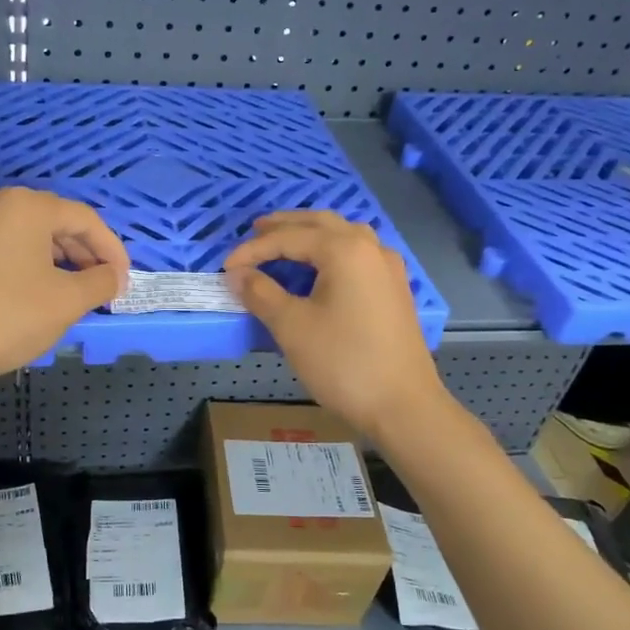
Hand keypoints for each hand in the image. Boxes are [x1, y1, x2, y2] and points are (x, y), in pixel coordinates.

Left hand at [0, 188, 128, 388]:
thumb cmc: (8, 319)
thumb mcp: (68, 302)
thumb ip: (101, 282)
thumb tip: (114, 275)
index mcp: (27, 206)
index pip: (84, 220)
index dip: (111, 249)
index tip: (123, 280)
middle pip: (53, 221)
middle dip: (83, 252)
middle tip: (101, 285)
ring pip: (23, 233)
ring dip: (54, 258)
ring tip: (70, 289)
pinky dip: (21, 261)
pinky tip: (28, 288)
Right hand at [224, 212, 447, 439]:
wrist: (403, 406)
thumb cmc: (343, 362)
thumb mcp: (292, 327)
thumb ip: (261, 293)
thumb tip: (237, 274)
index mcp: (345, 250)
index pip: (289, 238)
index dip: (253, 250)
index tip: (226, 268)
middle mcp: (370, 248)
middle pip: (321, 224)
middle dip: (285, 226)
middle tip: (255, 231)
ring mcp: (388, 268)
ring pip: (344, 235)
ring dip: (311, 234)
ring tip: (285, 243)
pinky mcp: (395, 289)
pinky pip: (358, 254)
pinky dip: (331, 251)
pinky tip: (320, 268)